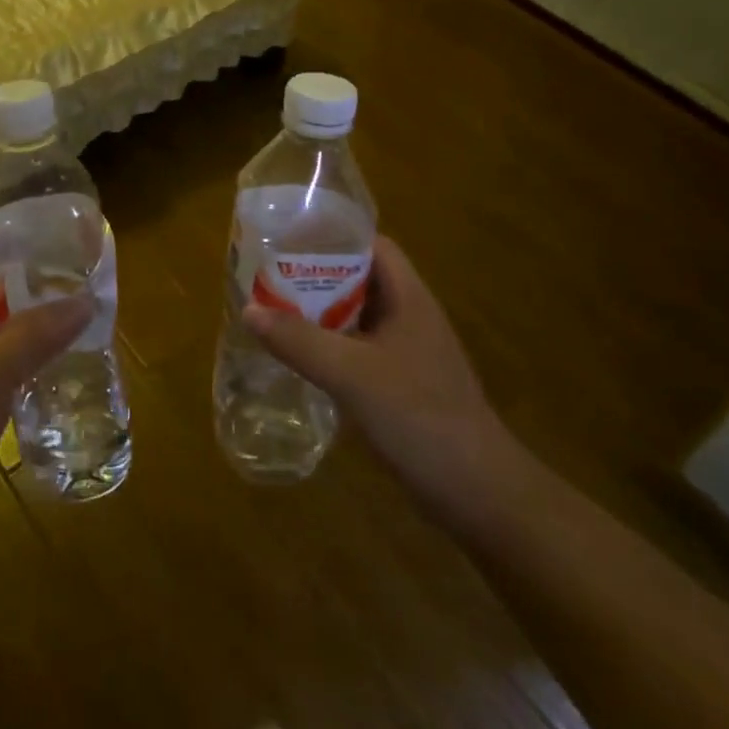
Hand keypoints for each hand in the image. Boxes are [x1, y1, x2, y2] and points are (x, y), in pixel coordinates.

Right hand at [242, 234, 527, 530]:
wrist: (478, 493)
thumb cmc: (419, 417)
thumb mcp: (351, 374)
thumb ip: (299, 340)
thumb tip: (249, 309)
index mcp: (409, 298)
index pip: (372, 245)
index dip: (333, 236)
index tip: (289, 239)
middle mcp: (411, 317)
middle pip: (360, 279)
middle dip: (316, 275)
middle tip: (270, 276)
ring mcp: (409, 352)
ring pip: (358, 316)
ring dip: (321, 312)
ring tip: (275, 310)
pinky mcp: (403, 384)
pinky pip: (360, 349)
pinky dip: (331, 345)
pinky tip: (302, 357)